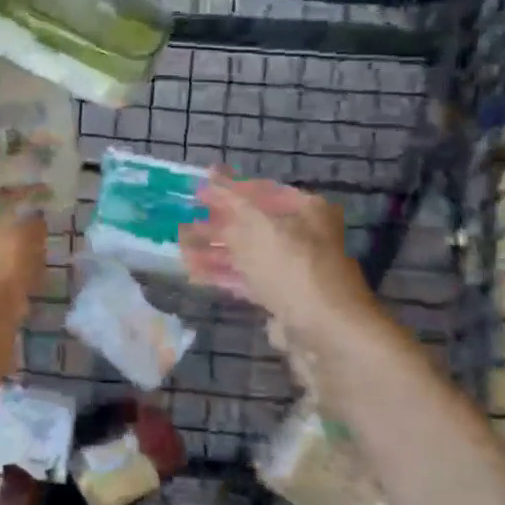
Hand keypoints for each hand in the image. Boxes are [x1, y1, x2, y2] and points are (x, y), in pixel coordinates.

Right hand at [178, 172, 382, 346]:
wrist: (325, 331)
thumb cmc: (291, 265)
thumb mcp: (256, 224)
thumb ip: (230, 199)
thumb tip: (211, 174)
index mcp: (305, 210)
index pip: (261, 191)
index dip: (227, 190)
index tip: (196, 192)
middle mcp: (303, 236)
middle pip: (252, 224)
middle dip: (216, 223)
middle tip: (182, 221)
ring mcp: (293, 270)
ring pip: (247, 254)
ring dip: (214, 249)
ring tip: (179, 247)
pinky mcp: (283, 299)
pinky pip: (248, 280)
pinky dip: (223, 274)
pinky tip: (194, 272)